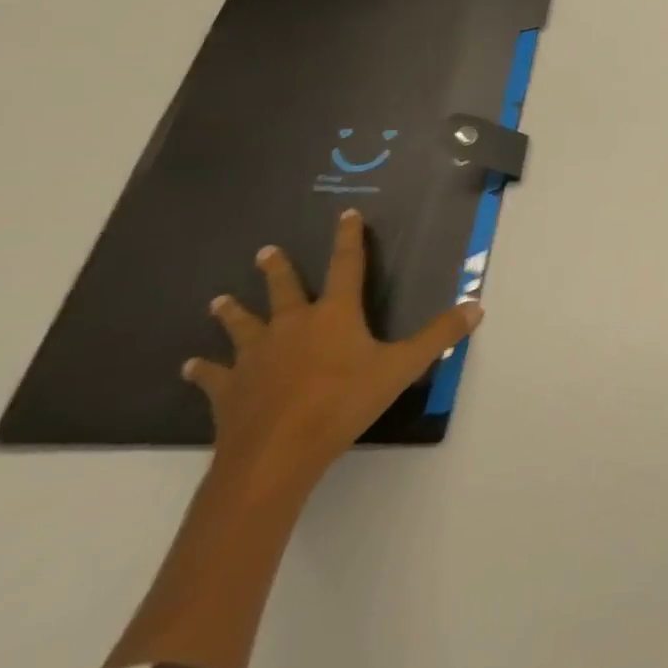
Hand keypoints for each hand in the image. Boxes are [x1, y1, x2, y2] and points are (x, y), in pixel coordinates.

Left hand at [184, 209, 482, 489]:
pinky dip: (203, 369)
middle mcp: (292, 325)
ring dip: (232, 311)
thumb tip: (476, 305)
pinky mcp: (228, 389)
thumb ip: (439, 336)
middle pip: (283, 289)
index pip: (346, 265)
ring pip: (242, 324)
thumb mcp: (402, 368)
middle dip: (276, 269)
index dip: (348, 239)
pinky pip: (213, 374)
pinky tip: (190, 365)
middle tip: (265, 251)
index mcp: (334, 314)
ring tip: (219, 299)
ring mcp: (255, 356)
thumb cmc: (343, 403)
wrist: (276, 453)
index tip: (344, 214)